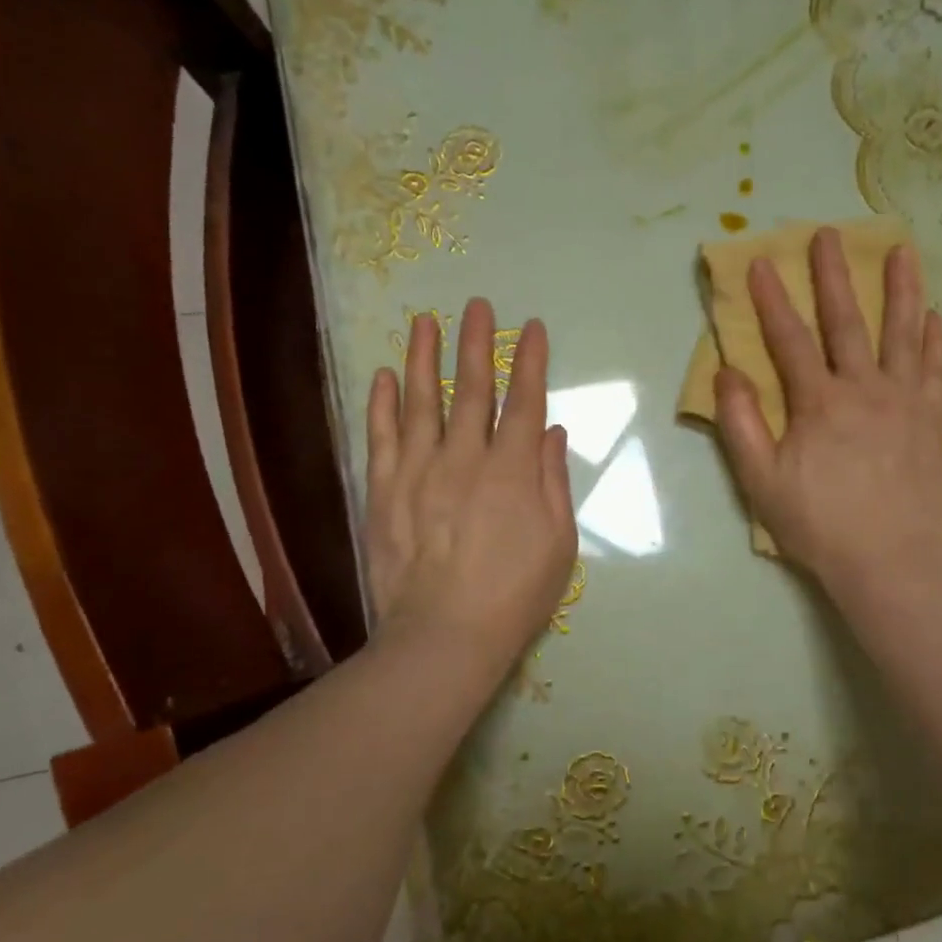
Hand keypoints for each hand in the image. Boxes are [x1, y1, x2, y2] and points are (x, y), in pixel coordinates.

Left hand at [365, 300, 577, 675]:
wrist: (444, 636)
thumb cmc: (515, 594)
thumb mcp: (558, 542)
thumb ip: (553, 481)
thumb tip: (550, 431)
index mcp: (513, 470)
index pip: (524, 401)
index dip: (530, 361)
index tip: (532, 328)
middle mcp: (465, 458)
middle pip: (472, 390)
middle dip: (476, 344)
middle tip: (476, 305)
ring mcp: (419, 472)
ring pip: (421, 402)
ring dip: (424, 358)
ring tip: (425, 321)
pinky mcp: (385, 492)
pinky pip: (382, 437)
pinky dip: (382, 404)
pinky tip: (385, 376)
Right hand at [714, 228, 941, 592]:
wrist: (888, 560)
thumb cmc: (818, 524)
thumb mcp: (761, 481)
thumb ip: (741, 424)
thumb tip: (727, 373)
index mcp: (818, 403)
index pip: (789, 339)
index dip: (771, 300)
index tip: (760, 263)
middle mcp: (864, 389)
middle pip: (847, 321)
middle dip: (833, 276)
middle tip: (828, 234)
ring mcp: (904, 401)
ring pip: (903, 333)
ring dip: (901, 289)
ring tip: (902, 250)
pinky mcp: (931, 421)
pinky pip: (936, 370)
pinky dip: (935, 340)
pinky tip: (934, 316)